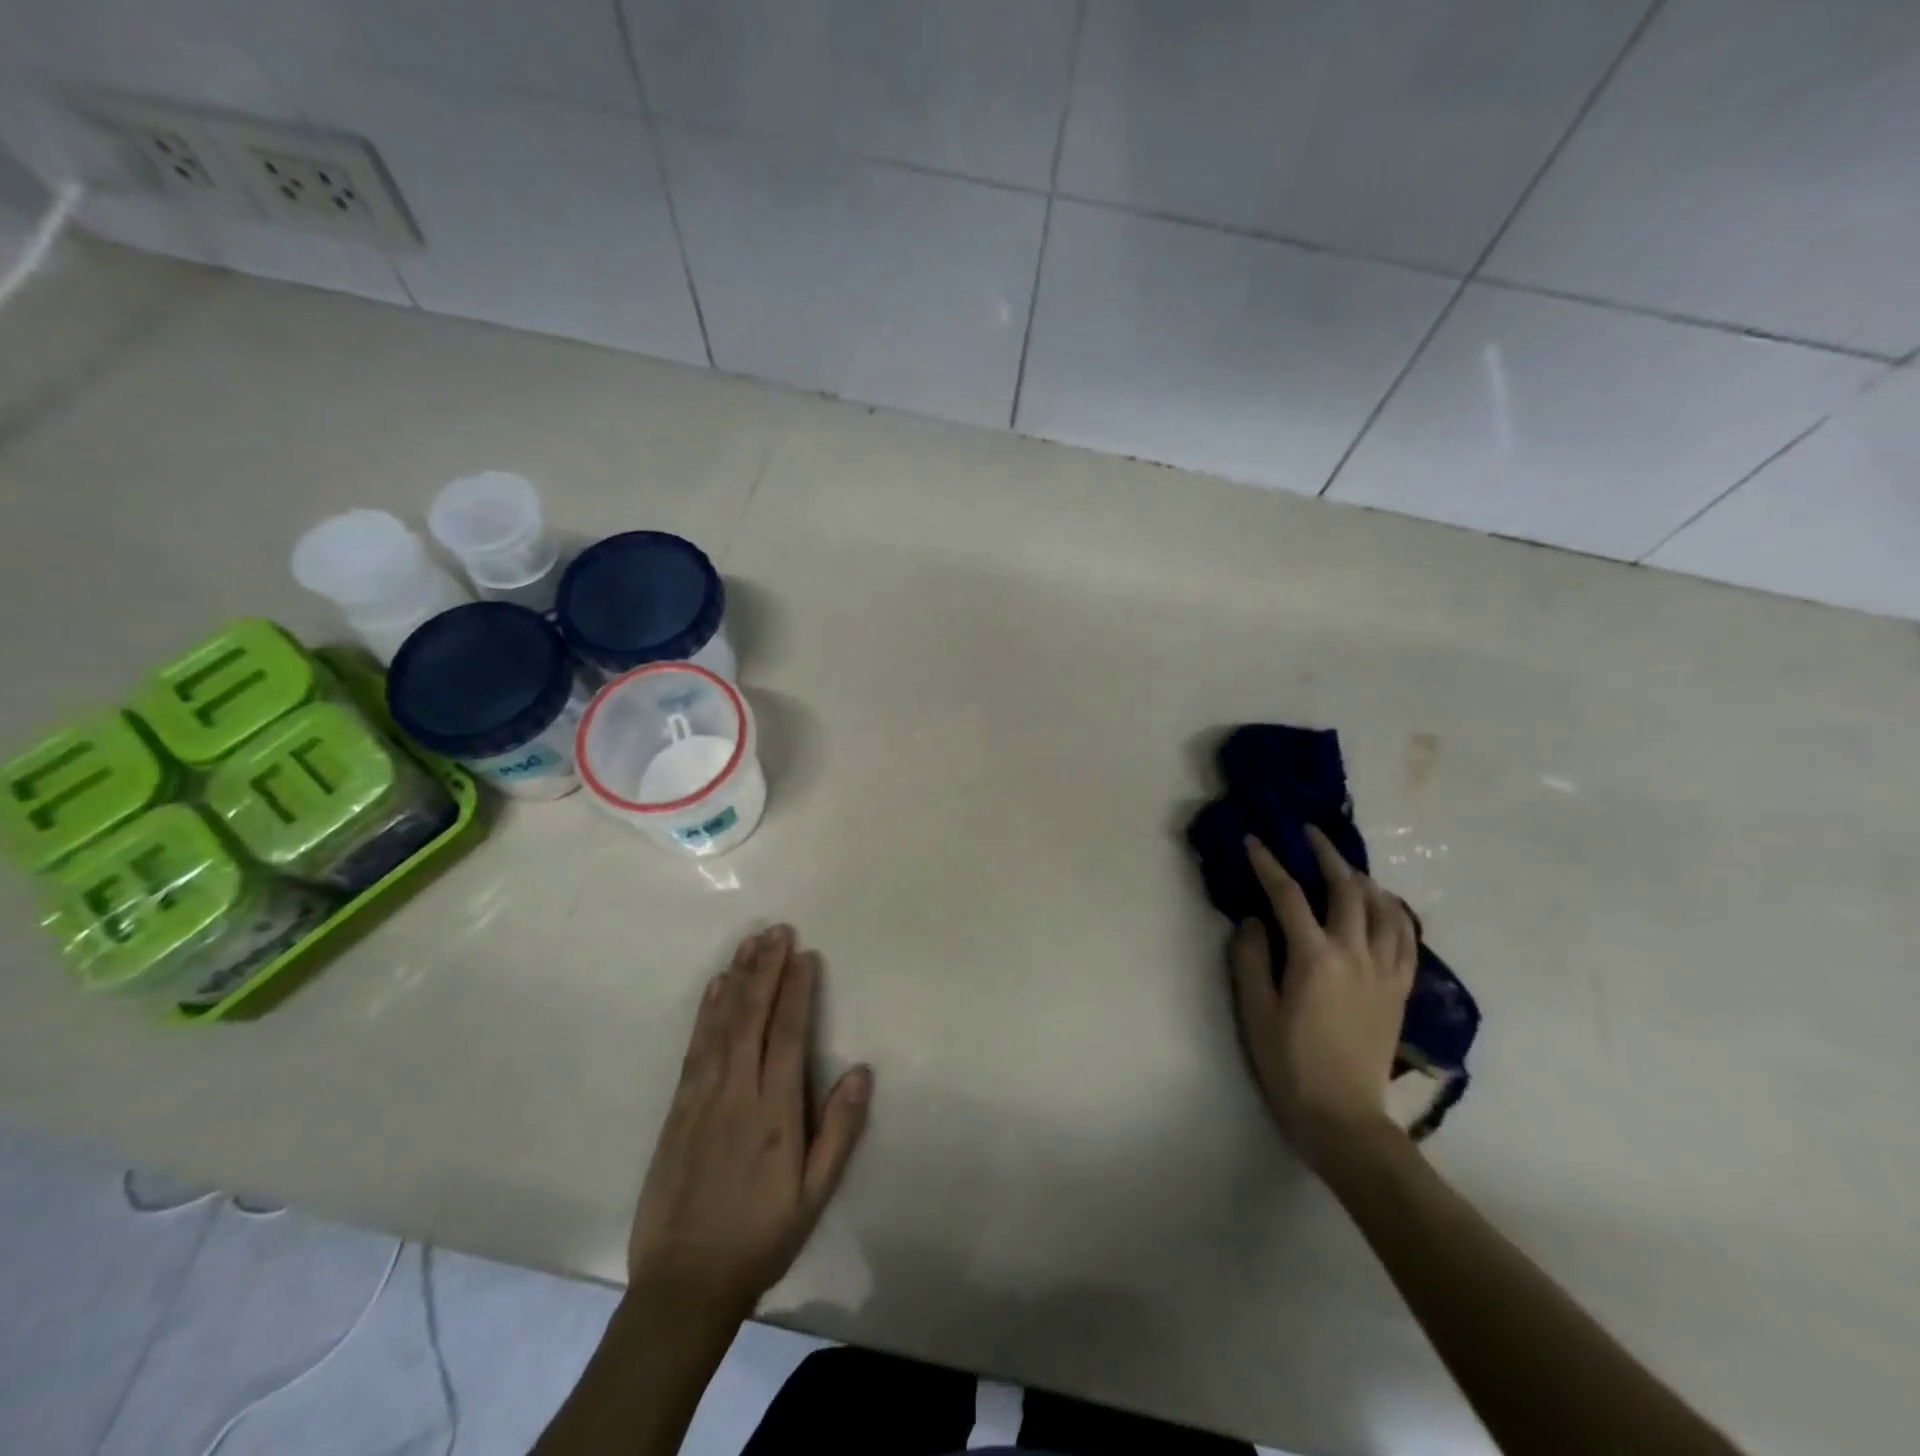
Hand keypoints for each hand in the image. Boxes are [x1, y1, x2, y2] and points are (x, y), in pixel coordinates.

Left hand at [627, 925, 872, 1323]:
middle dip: (766, 969)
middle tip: (777, 929)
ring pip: (721, 1024)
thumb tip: (861, 1071)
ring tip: (750, 942)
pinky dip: (706, 1011)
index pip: (787, 1034)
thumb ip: (839, 1131)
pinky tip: (715, 987)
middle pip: (752, 1017)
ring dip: (737, 978)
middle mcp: (736, 1092)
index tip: (805, 954)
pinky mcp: (678, 1108)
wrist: (682, 1285)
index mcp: (773, 1111)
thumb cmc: (760, 1238)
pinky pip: (695, 1047)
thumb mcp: (813, 1195)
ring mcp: (702, 1097)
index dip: (796, 991)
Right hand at [1231, 826, 1416, 1171]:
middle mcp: (1356, 954)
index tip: (1254, 840)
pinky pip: (1406, 936)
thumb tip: (1253, 919)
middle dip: (1326, 855)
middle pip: (1346, 889)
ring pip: (1384, 908)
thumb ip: (1251, 959)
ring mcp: (1385, 971)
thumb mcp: (1255, 1011)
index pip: (1288, 896)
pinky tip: (1383, 904)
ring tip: (1345, 865)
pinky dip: (1394, 911)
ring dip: (1363, 878)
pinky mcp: (1400, 988)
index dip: (1269, 863)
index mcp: (1315, 958)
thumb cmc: (1289, 1063)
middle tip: (1309, 833)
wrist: (1344, 1116)